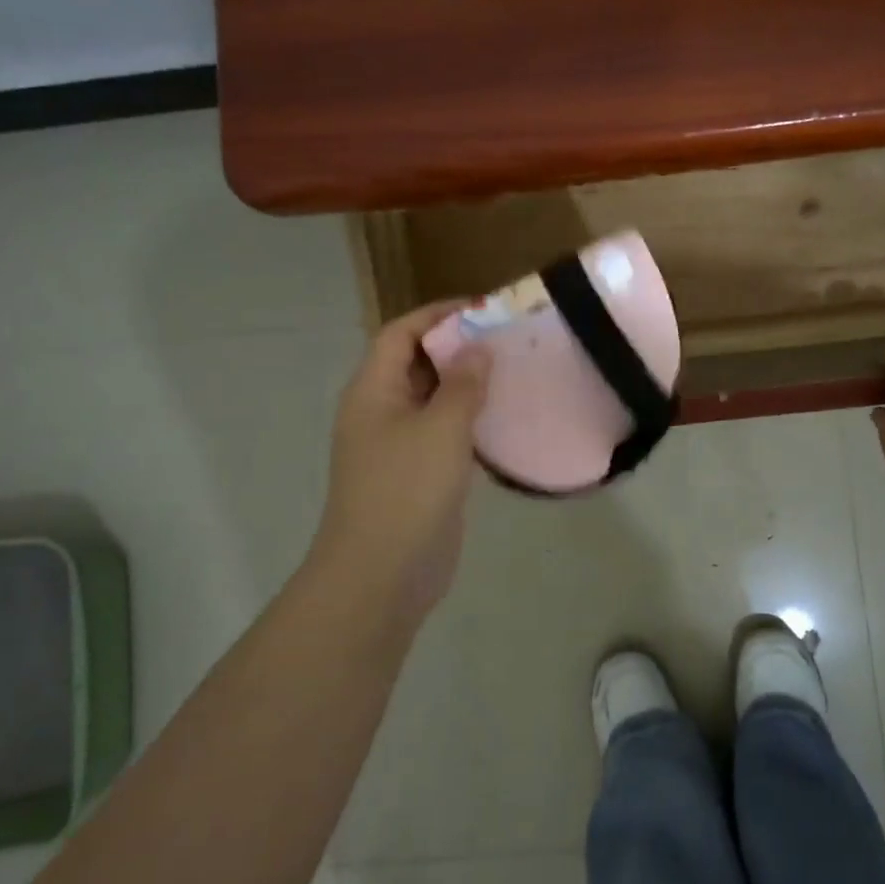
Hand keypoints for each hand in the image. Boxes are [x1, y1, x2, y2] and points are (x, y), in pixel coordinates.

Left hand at [307, 302, 491, 624]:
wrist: (382, 574)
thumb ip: (462, 384)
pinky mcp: (418, 473)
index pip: (400, 334)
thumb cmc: (406, 490)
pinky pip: (443, 432)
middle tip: (506, 339)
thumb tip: (478, 348)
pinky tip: (502, 418)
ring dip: (466, 384)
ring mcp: (398, 444)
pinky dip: (468, 419)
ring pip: (432, 399)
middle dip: (457, 347)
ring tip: (511, 371)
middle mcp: (381, 410)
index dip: (437, 315)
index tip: (482, 309)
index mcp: (373, 390)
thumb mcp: (440, 429)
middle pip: (416, 363)